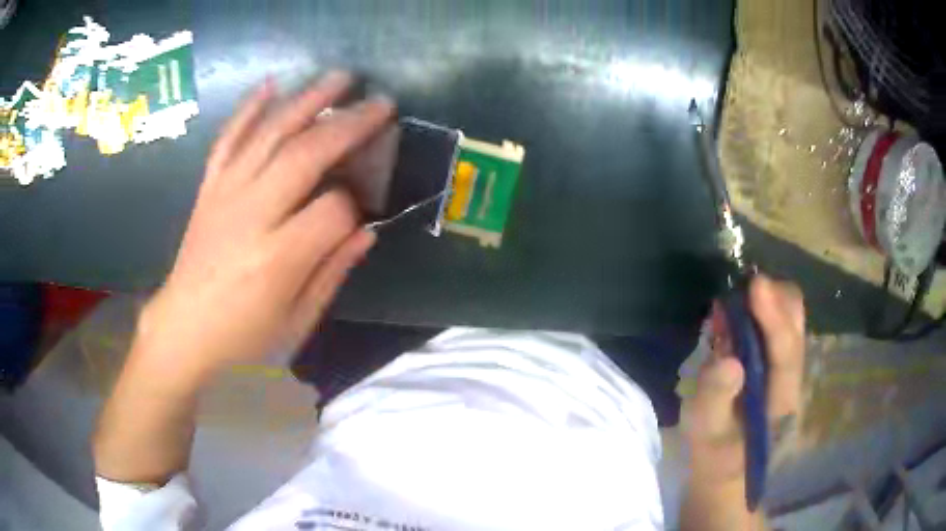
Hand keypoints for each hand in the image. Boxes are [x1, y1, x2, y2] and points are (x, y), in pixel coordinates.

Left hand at [135, 72, 394, 381]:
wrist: (182, 333)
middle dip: (348, 124)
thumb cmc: (242, 340)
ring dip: (307, 100)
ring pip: (269, 134)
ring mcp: (224, 195)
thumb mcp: (296, 322)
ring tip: (340, 77)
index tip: (364, 209)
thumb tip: (366, 231)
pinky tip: (270, 85)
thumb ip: (332, 273)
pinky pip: (228, 140)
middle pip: (305, 154)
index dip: (355, 204)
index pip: (332, 209)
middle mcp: (250, 215)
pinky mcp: (208, 189)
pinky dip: (248, 109)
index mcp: (277, 259)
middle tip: (381, 103)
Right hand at [684, 274, 805, 483]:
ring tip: (730, 306)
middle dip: (772, 297)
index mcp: (781, 399)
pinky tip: (733, 319)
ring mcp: (786, 365)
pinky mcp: (775, 361)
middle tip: (737, 293)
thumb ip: (715, 399)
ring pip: (788, 315)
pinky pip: (773, 321)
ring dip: (764, 301)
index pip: (786, 351)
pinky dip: (756, 310)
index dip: (773, 316)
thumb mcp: (708, 436)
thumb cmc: (717, 456)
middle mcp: (792, 374)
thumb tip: (728, 360)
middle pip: (796, 320)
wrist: (729, 469)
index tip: (755, 284)